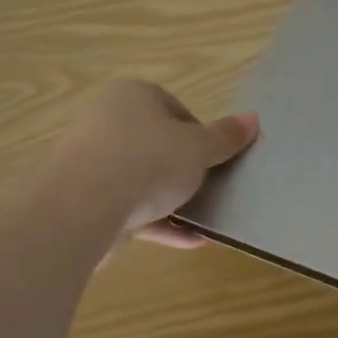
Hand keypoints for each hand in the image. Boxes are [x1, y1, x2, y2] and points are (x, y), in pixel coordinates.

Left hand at [52, 80, 258, 246]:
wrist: (84, 208)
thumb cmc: (149, 160)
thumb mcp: (199, 147)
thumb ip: (226, 136)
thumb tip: (253, 119)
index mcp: (133, 96)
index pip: (175, 109)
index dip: (201, 135)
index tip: (216, 159)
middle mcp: (108, 122)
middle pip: (158, 144)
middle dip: (186, 168)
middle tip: (211, 187)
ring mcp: (93, 163)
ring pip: (143, 179)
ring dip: (174, 200)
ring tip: (206, 219)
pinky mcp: (88, 201)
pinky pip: (132, 209)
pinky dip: (160, 223)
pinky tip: (191, 240)